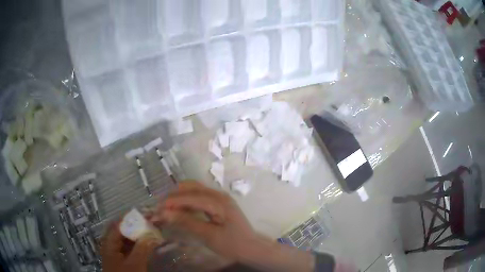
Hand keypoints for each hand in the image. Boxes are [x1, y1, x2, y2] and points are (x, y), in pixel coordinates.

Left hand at [101, 220, 160, 271]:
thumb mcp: (135, 263)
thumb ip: (142, 248)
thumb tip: (152, 234)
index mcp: (109, 242)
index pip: (119, 224)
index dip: (132, 218)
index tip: (146, 214)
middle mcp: (110, 243)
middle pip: (122, 230)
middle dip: (137, 225)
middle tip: (151, 222)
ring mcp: (115, 251)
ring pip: (126, 238)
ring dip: (138, 234)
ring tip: (151, 231)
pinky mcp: (121, 258)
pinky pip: (129, 247)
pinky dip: (138, 243)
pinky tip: (147, 243)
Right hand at [152, 182, 258, 261]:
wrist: (252, 248)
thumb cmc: (232, 244)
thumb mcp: (208, 235)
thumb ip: (187, 222)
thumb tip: (165, 213)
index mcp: (219, 202)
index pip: (190, 196)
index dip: (172, 201)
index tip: (157, 207)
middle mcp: (219, 195)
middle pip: (191, 188)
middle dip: (174, 196)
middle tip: (160, 207)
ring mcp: (220, 198)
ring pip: (194, 190)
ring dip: (179, 197)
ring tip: (167, 208)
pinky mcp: (219, 203)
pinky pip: (199, 196)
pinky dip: (187, 200)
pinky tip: (180, 208)